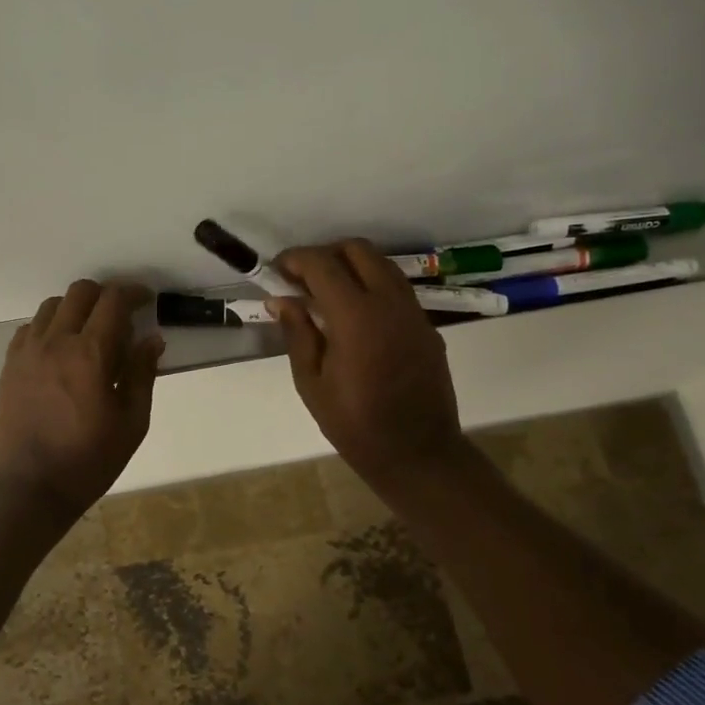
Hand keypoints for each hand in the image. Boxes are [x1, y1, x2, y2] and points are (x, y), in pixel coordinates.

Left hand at [0, 280, 164, 521]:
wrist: (30, 488)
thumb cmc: (89, 460)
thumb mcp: (131, 422)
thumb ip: (142, 373)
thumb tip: (152, 338)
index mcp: (90, 353)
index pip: (113, 300)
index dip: (133, 293)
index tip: (145, 300)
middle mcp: (55, 341)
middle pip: (80, 292)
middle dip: (105, 295)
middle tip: (120, 316)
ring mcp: (27, 351)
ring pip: (52, 305)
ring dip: (76, 308)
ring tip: (89, 333)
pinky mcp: (9, 365)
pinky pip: (30, 328)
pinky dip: (50, 327)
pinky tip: (60, 350)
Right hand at [271, 240, 471, 492]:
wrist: (418, 454)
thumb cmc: (356, 425)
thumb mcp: (312, 383)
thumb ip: (298, 334)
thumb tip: (281, 300)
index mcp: (356, 317)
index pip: (323, 264)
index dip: (296, 259)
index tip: (278, 270)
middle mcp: (389, 303)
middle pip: (358, 250)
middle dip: (326, 254)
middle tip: (303, 279)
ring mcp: (413, 312)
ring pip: (382, 265)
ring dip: (352, 266)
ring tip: (327, 294)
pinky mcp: (427, 326)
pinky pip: (397, 289)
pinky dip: (373, 286)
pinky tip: (356, 316)